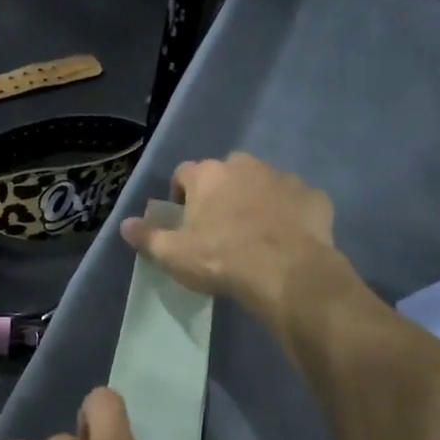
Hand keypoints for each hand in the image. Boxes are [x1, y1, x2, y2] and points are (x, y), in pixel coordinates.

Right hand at [120, 153, 345, 324]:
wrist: (287, 273)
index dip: (181, 195)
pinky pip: (296, 202)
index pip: (184, 174)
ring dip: (256, 201)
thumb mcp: (173, 254)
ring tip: (255, 235)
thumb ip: (147, 236)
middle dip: (221, 194)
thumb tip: (125, 224)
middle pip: (226, 174)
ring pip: (263, 184)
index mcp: (208, 175)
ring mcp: (284, 178)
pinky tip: (287, 240)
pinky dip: (290, 215)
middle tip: (219, 228)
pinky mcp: (314, 197)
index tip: (184, 221)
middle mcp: (245, 166)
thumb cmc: (221, 259)